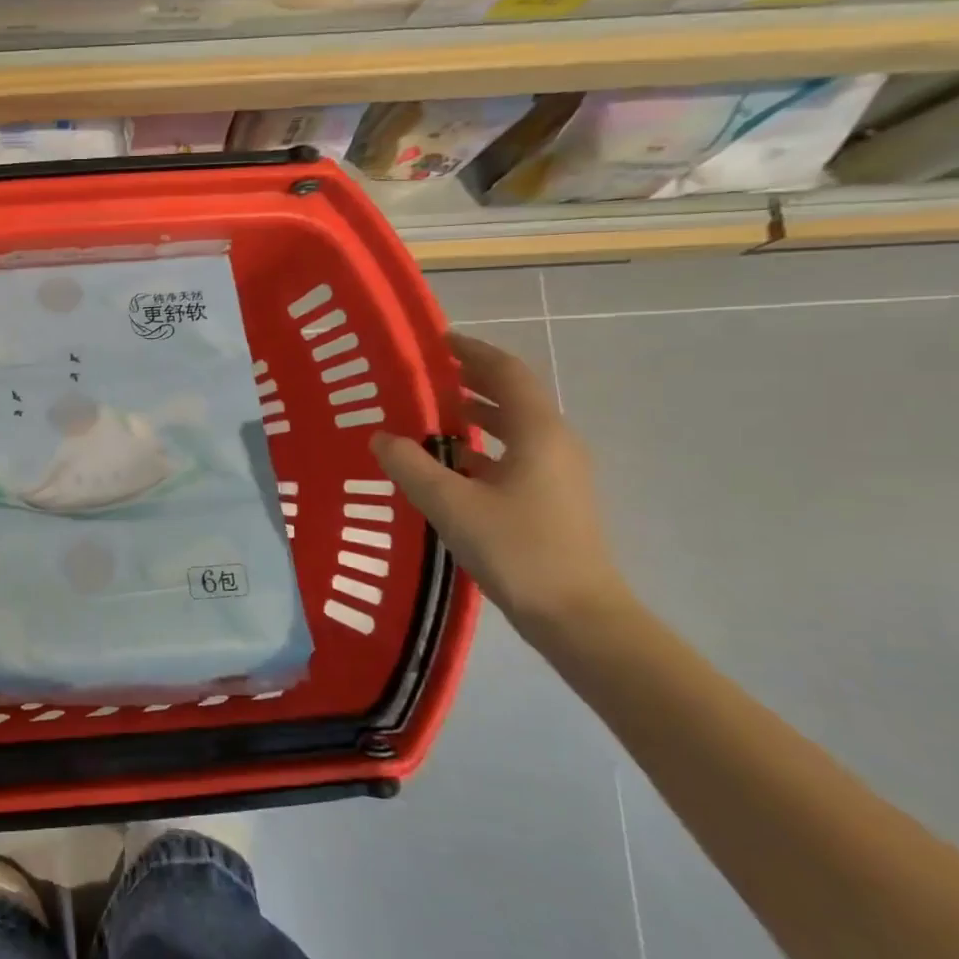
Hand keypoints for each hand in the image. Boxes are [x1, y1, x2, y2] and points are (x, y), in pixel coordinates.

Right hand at [371, 332, 632, 640]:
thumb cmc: (518, 550)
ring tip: (431, 412)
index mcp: (538, 434)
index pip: (506, 373)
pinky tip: (450, 464)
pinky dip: (482, 447)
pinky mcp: (551, 500)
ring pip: (513, 428)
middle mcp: (554, 444)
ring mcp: (557, 474)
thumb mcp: (452, 505)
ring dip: (476, 413)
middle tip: (426, 374)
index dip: (473, 352)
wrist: (579, 617)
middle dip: (472, 379)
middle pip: (513, 396)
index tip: (438, 341)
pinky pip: (513, 455)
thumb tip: (380, 437)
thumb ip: (411, 466)